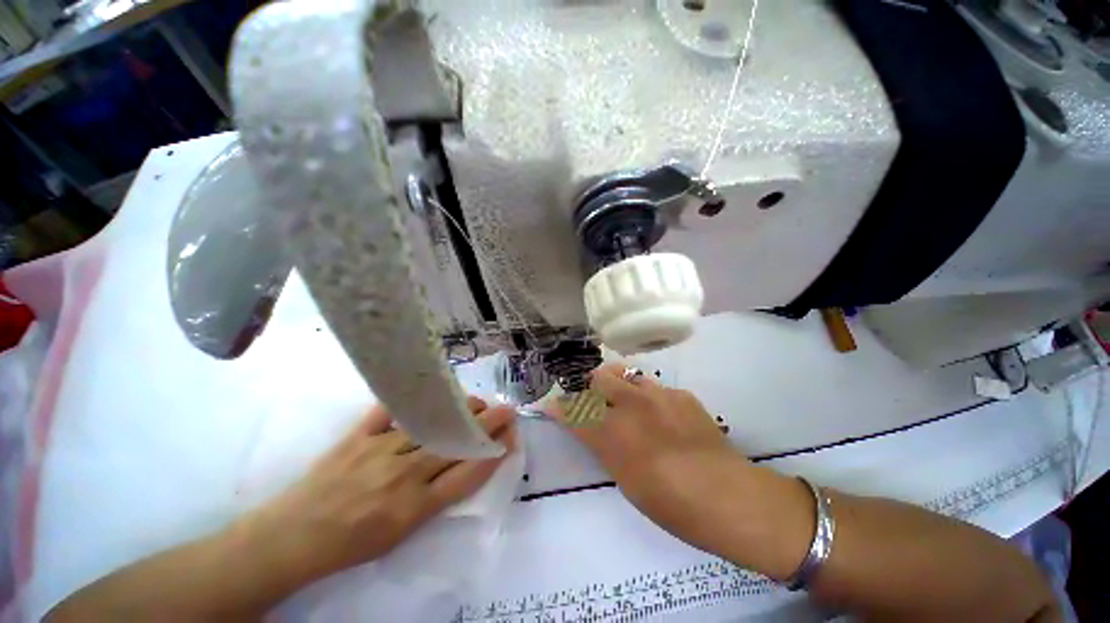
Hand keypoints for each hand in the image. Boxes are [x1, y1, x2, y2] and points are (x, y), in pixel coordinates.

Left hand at [242, 397, 515, 584]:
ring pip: (431, 422)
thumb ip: (435, 499)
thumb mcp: (401, 534)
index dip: (493, 454)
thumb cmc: (350, 545)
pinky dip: (412, 400)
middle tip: (506, 410)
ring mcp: (378, 451)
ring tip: (476, 402)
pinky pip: (389, 411)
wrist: (291, 539)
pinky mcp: (357, 436)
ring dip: (460, 409)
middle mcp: (402, 475)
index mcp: (413, 507)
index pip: (467, 474)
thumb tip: (463, 466)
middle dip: (487, 424)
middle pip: (455, 443)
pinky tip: (431, 391)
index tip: (510, 437)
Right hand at [552, 364, 812, 576]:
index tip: (550, 405)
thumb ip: (604, 445)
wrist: (727, 496)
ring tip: (627, 404)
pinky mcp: (680, 394)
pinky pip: (653, 386)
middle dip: (590, 387)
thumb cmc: (669, 502)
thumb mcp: (625, 478)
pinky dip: (647, 396)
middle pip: (598, 377)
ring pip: (626, 374)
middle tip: (596, 402)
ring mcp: (658, 395)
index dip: (557, 407)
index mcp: (612, 433)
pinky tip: (660, 416)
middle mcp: (631, 405)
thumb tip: (591, 429)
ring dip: (619, 386)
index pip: (573, 411)